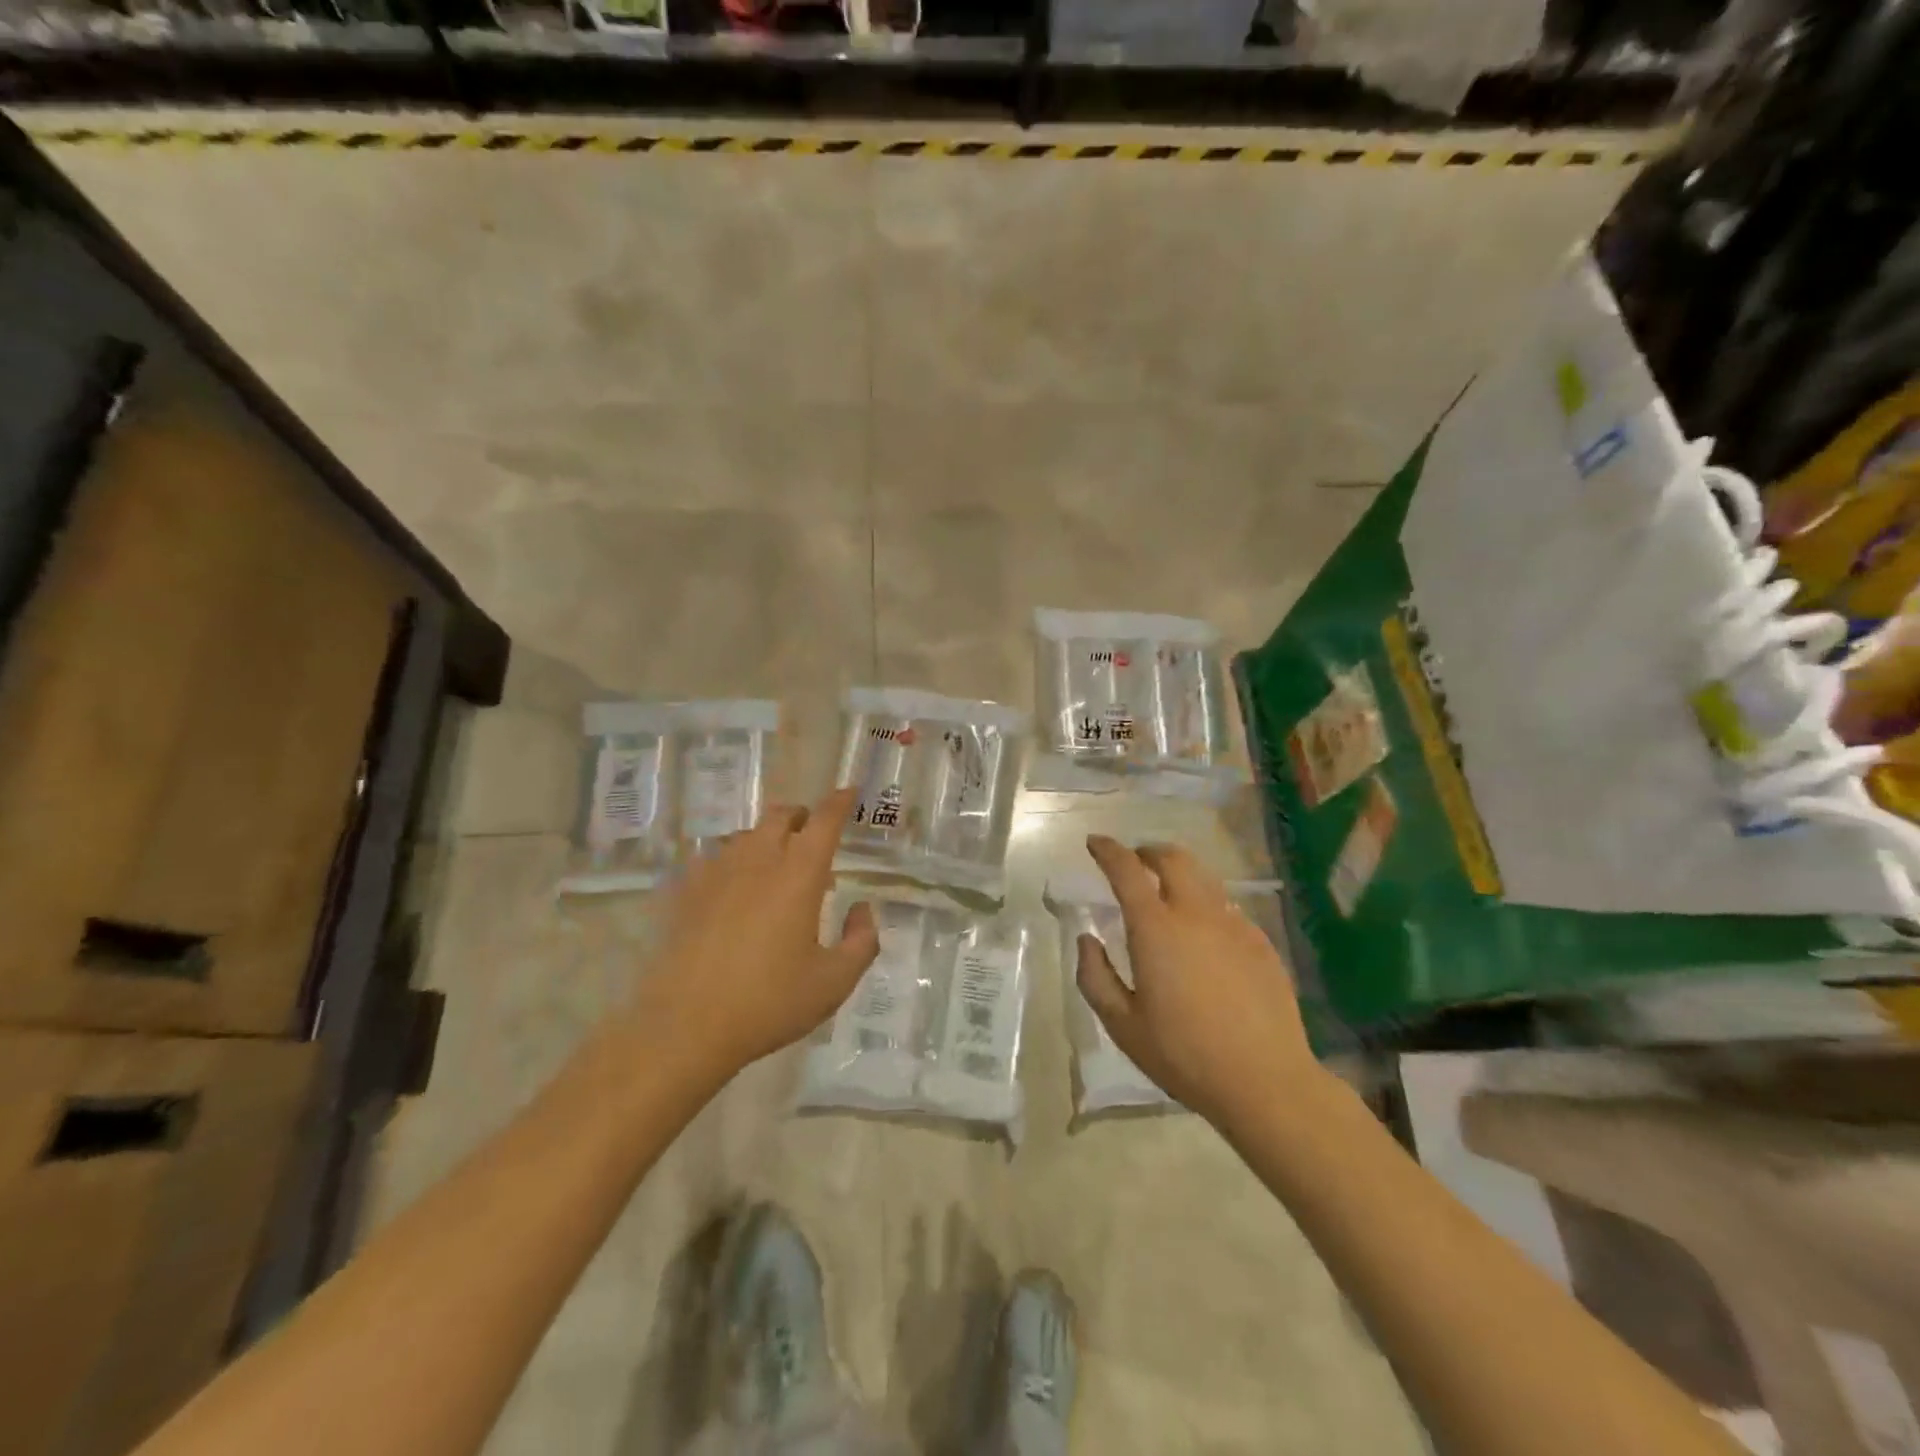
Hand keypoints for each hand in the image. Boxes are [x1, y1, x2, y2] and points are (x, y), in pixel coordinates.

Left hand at [635, 786, 877, 1082]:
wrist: (686, 1026)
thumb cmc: (769, 1002)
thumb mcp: (834, 982)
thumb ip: (862, 941)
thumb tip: (862, 909)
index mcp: (798, 875)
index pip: (824, 820)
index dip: (840, 802)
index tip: (850, 792)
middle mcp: (758, 861)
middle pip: (780, 815)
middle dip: (802, 815)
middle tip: (813, 835)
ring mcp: (716, 873)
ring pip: (746, 835)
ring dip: (767, 838)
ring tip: (775, 868)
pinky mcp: (685, 892)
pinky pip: (713, 859)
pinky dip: (733, 862)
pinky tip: (733, 890)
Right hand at [1077, 835, 1317, 1128]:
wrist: (1265, 1082)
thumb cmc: (1183, 1055)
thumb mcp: (1122, 1024)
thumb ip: (1095, 976)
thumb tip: (1087, 940)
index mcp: (1155, 929)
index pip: (1126, 869)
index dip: (1107, 850)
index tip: (1094, 843)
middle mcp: (1196, 913)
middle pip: (1172, 858)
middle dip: (1148, 851)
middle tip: (1134, 861)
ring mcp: (1234, 924)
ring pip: (1204, 878)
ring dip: (1179, 874)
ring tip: (1166, 893)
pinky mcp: (1260, 942)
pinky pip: (1227, 907)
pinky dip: (1205, 903)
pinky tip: (1203, 933)